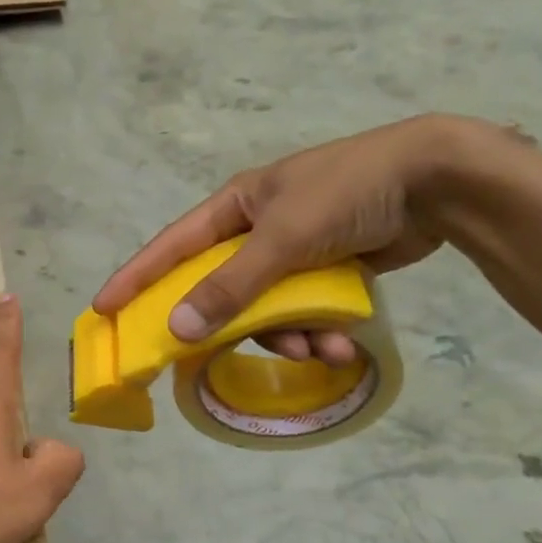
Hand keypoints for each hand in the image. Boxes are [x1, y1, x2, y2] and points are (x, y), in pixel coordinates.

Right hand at [93, 115, 509, 360]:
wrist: (437, 182)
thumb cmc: (347, 193)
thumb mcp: (282, 238)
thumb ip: (229, 287)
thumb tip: (177, 329)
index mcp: (236, 207)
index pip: (171, 247)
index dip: (136, 279)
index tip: (104, 310)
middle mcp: (256, 231)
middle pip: (220, 290)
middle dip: (232, 326)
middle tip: (211, 360)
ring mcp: (292, 253)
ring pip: (266, 310)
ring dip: (288, 337)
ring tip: (319, 350)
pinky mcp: (326, 272)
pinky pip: (303, 313)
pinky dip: (317, 332)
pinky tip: (342, 345)